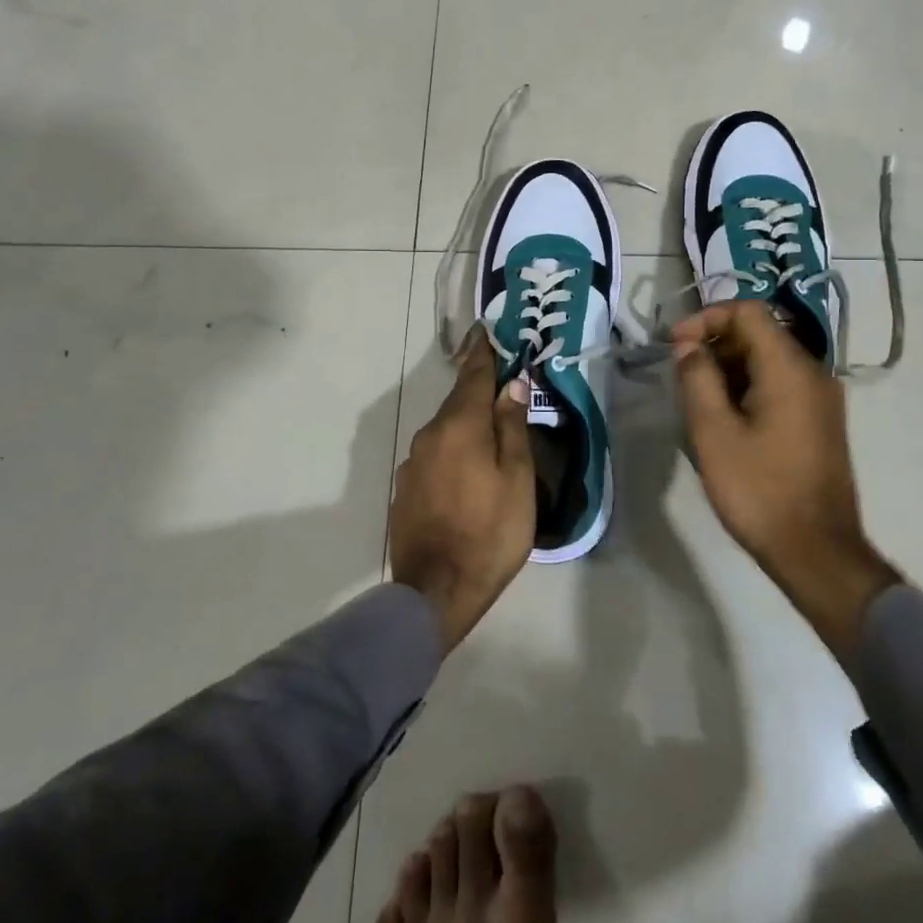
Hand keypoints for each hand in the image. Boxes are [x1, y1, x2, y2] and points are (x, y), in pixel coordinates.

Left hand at [391, 328, 535, 651]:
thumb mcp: (517, 479)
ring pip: (444, 430)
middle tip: (499, 381)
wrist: (435, 592)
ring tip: (488, 429)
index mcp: (460, 427)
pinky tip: (466, 469)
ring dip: (465, 422)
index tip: (484, 330)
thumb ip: (512, 428)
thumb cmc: (490, 533)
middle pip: (458, 402)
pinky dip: (452, 450)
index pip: (473, 377)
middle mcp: (430, 436)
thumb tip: (511, 385)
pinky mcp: (405, 488)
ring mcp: (413, 463)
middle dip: (477, 388)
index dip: (482, 353)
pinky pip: (434, 455)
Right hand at [673, 301, 898, 649]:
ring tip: (697, 398)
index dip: (707, 318)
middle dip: (715, 343)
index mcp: (789, 368)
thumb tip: (688, 346)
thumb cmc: (759, 489)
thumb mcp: (713, 432)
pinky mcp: (820, 421)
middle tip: (681, 374)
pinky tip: (725, 417)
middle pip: (760, 333)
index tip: (676, 346)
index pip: (748, 312)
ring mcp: (821, 398)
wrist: (816, 551)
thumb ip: (697, 378)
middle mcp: (813, 372)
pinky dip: (749, 386)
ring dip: (729, 367)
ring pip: (769, 360)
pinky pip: (781, 384)